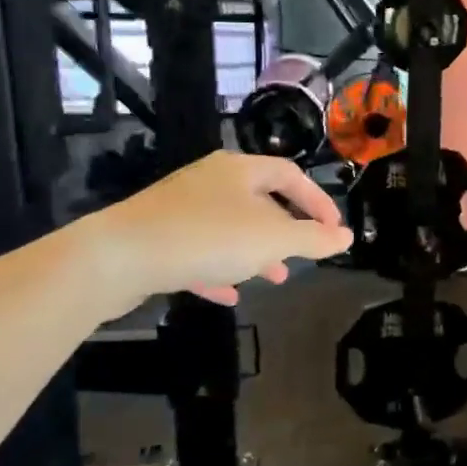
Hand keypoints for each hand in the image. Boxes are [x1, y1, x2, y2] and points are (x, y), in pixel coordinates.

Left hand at [80, 151, 352, 316]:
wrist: (118, 256)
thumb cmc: (207, 237)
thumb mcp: (271, 240)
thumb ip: (313, 239)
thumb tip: (347, 237)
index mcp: (240, 170)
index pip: (290, 175)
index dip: (317, 201)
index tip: (333, 230)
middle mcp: (210, 181)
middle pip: (259, 200)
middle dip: (285, 231)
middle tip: (301, 256)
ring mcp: (180, 207)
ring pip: (229, 227)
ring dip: (255, 252)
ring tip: (273, 278)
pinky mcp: (158, 236)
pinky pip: (199, 250)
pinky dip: (219, 269)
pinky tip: (228, 295)